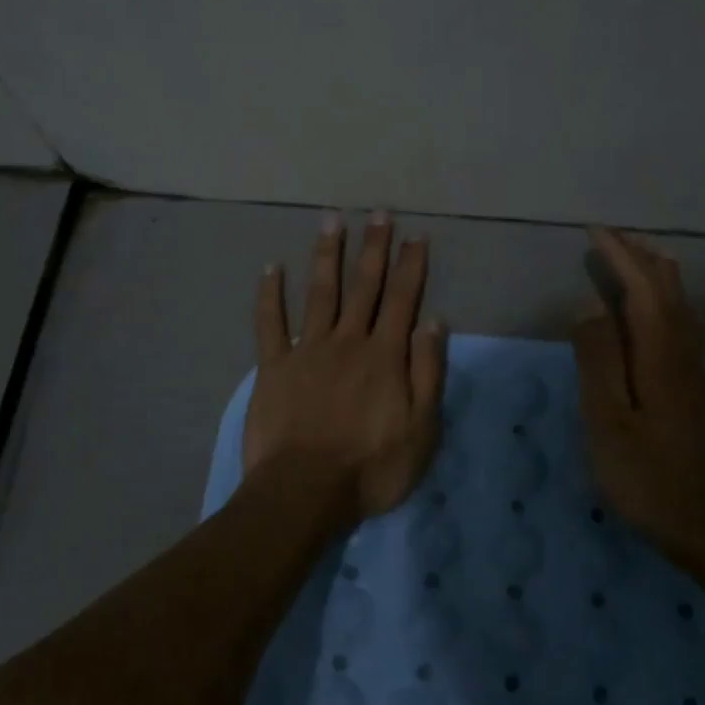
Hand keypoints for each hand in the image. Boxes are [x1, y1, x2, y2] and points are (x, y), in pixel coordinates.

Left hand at [245, 212, 447, 518]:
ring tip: (332, 221)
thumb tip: (434, 322)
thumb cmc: (371, 467)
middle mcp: (348, 341)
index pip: (402, 300)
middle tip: (379, 213)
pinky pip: (269, 323)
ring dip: (327, 255)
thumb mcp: (422, 429)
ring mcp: (307, 350)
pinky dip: (270, 294)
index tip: (415, 236)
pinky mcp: (273, 366)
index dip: (410, 267)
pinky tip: (271, 267)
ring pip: (320, 293)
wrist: (305, 491)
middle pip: (364, 287)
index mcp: (384, 356)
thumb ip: (428, 373)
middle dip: (374, 248)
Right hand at [572, 227, 704, 553]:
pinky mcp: (693, 388)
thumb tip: (589, 306)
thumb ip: (598, 360)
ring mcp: (692, 370)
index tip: (594, 231)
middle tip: (610, 237)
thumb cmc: (649, 477)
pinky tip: (652, 311)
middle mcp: (682, 352)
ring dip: (654, 274)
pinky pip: (678, 323)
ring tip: (631, 258)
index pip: (642, 287)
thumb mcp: (608, 421)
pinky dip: (661, 299)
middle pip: (668, 288)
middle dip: (640, 256)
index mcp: (659, 354)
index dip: (620, 256)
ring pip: (678, 304)